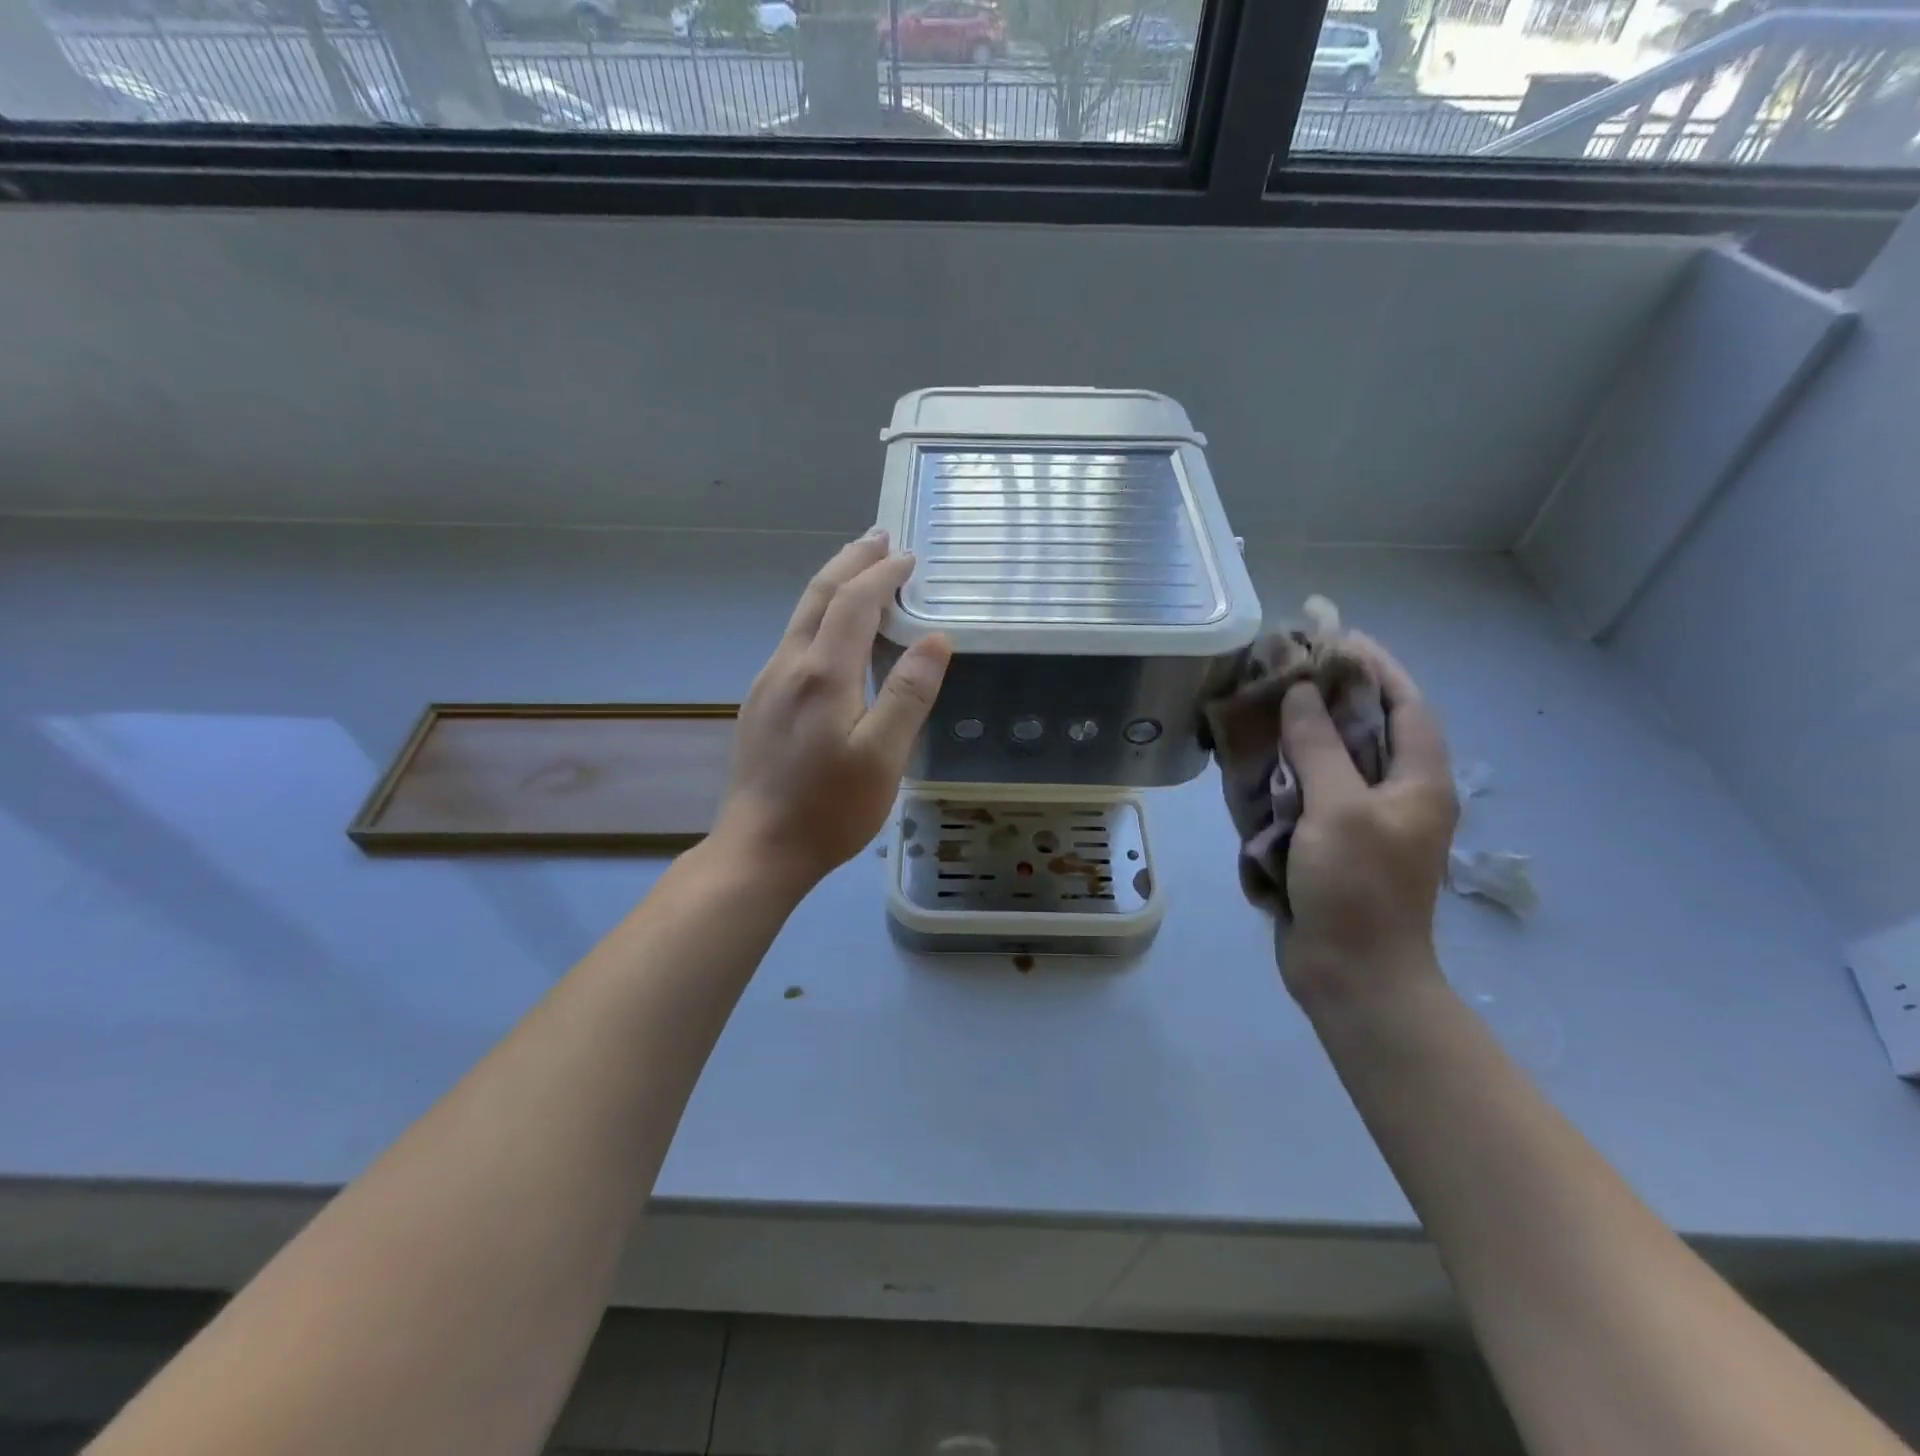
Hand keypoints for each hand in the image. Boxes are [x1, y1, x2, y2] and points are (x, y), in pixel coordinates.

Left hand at [712, 531, 951, 895]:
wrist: (759, 849)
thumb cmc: (830, 809)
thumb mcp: (884, 758)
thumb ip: (909, 694)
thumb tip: (936, 639)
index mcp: (822, 673)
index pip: (855, 602)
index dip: (883, 574)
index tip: (910, 558)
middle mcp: (788, 665)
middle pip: (819, 595)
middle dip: (851, 561)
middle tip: (878, 536)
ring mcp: (767, 683)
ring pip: (801, 616)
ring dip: (833, 585)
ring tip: (858, 570)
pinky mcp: (760, 704)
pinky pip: (793, 641)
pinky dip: (819, 617)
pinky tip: (831, 632)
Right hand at [1277, 633, 1456, 1008]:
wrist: (1352, 974)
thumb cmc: (1357, 888)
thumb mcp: (1338, 809)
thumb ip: (1319, 747)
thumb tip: (1302, 693)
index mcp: (1418, 782)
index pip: (1405, 706)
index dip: (1376, 667)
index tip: (1337, 636)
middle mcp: (1397, 795)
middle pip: (1369, 730)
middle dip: (1333, 695)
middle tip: (1288, 667)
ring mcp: (1364, 822)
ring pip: (1335, 761)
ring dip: (1304, 734)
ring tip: (1264, 705)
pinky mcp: (1333, 845)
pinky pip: (1311, 794)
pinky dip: (1287, 774)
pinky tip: (1256, 761)